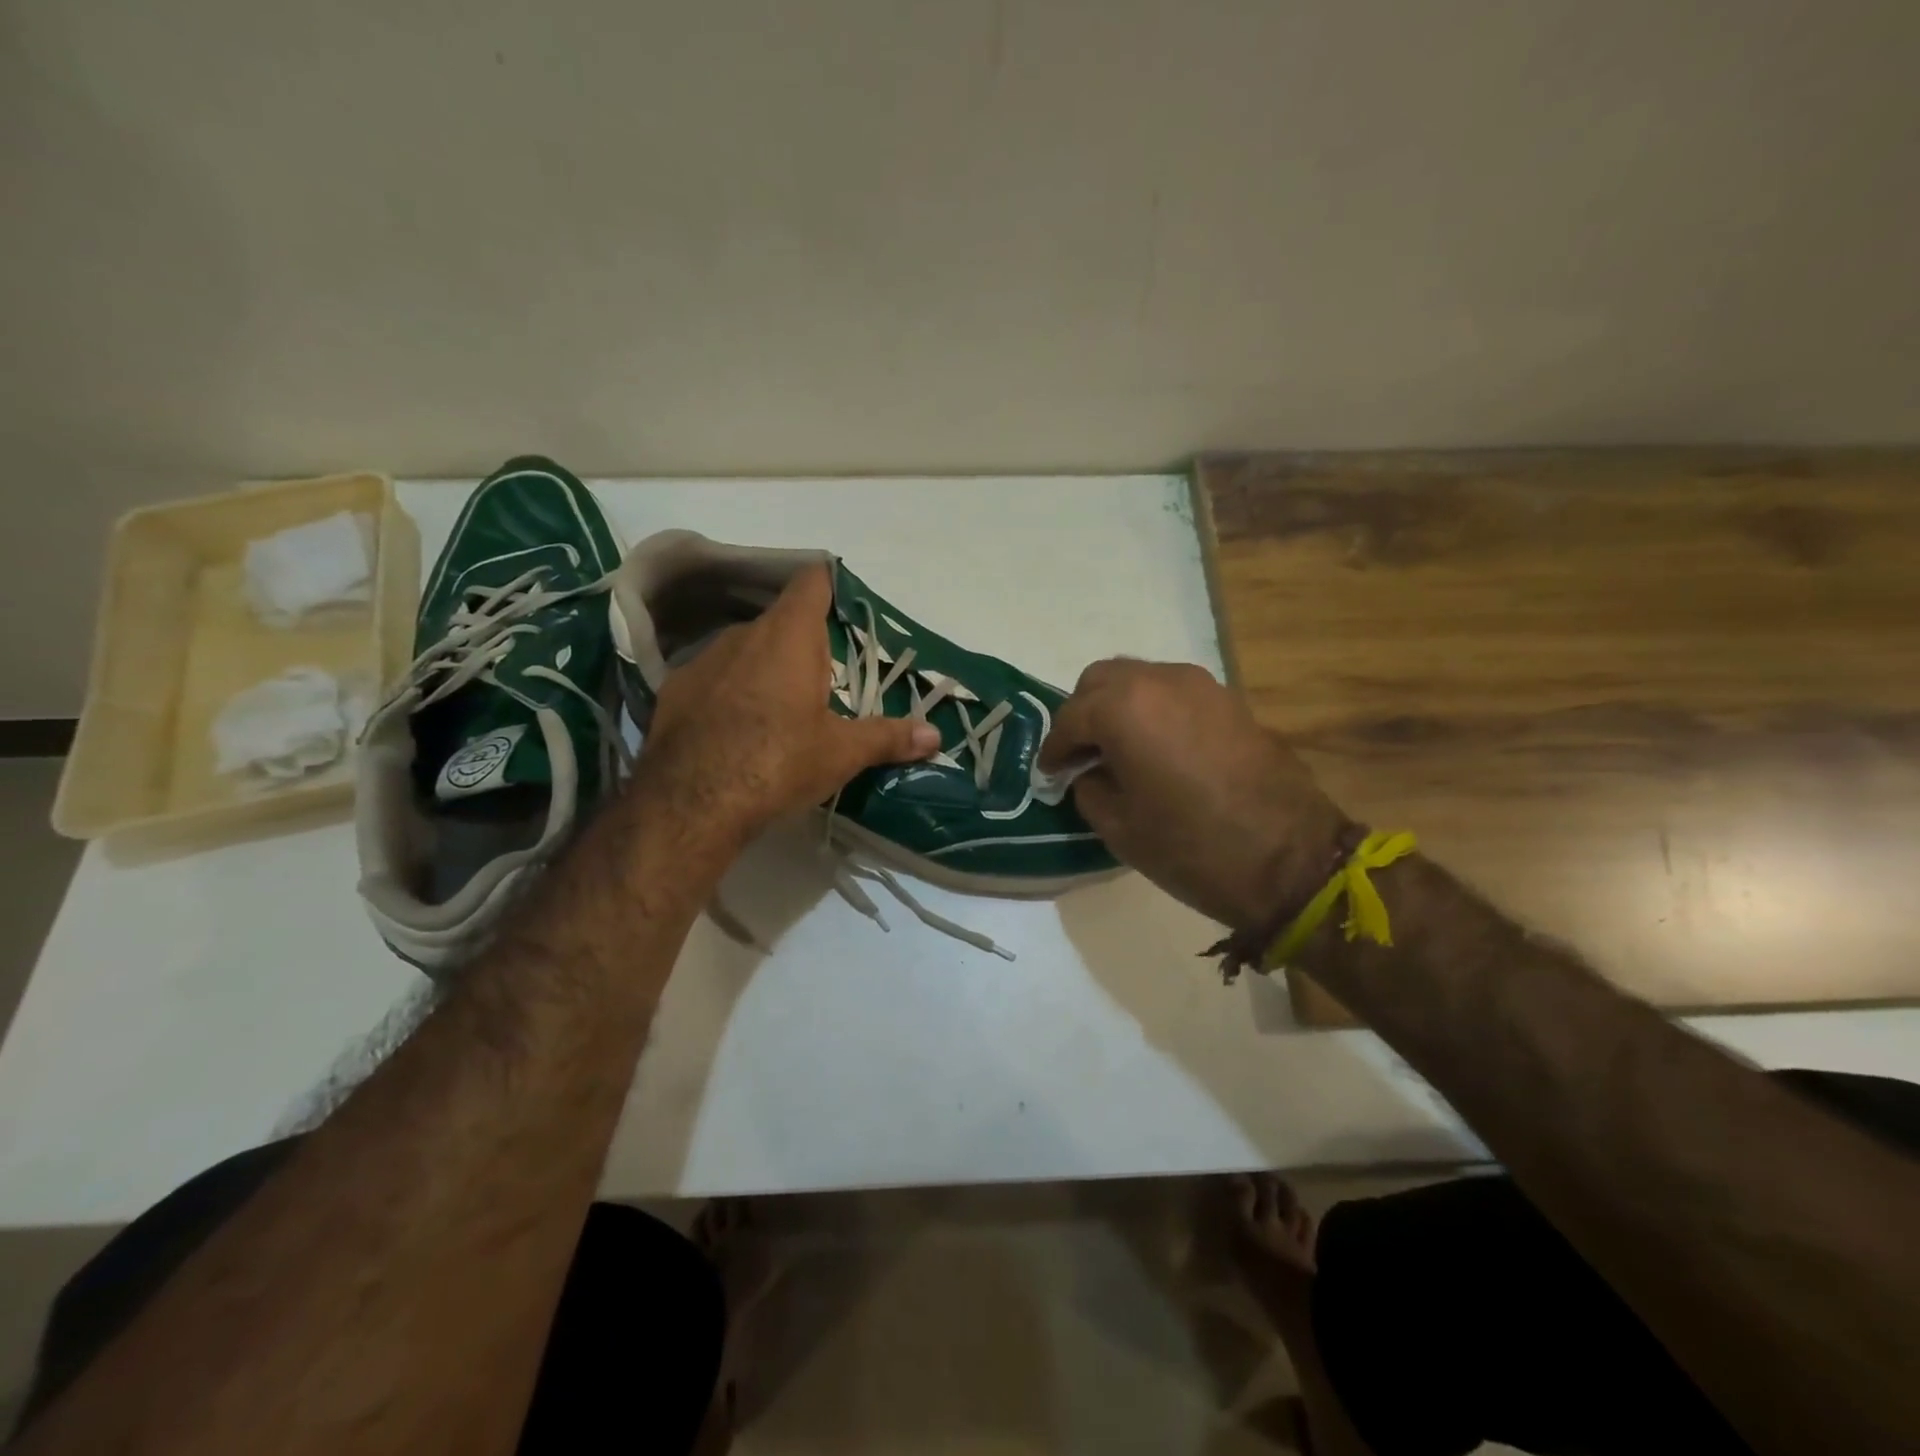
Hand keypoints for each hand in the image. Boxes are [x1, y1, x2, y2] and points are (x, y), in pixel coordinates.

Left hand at [637, 566, 939, 844]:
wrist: (690, 804)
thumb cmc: (778, 762)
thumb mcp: (841, 753)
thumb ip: (888, 737)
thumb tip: (935, 736)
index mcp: (790, 637)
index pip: (812, 582)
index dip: (829, 585)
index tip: (844, 604)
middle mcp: (743, 635)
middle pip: (781, 621)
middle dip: (804, 645)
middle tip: (825, 683)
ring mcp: (703, 661)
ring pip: (745, 650)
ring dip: (765, 668)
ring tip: (780, 711)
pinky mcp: (674, 690)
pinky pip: (713, 677)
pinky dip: (729, 692)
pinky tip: (734, 730)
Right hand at [1039, 660, 1351, 929]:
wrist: (1292, 859)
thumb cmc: (1192, 847)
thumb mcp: (1119, 827)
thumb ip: (1089, 787)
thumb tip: (1087, 773)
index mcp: (1124, 709)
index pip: (1071, 718)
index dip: (1054, 748)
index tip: (1049, 773)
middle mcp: (1160, 681)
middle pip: (1102, 680)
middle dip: (1083, 714)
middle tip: (1080, 754)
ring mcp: (1201, 686)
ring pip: (1140, 679)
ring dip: (1119, 707)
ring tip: (1117, 749)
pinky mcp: (1230, 701)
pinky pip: (1174, 693)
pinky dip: (1153, 711)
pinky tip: (1157, 749)